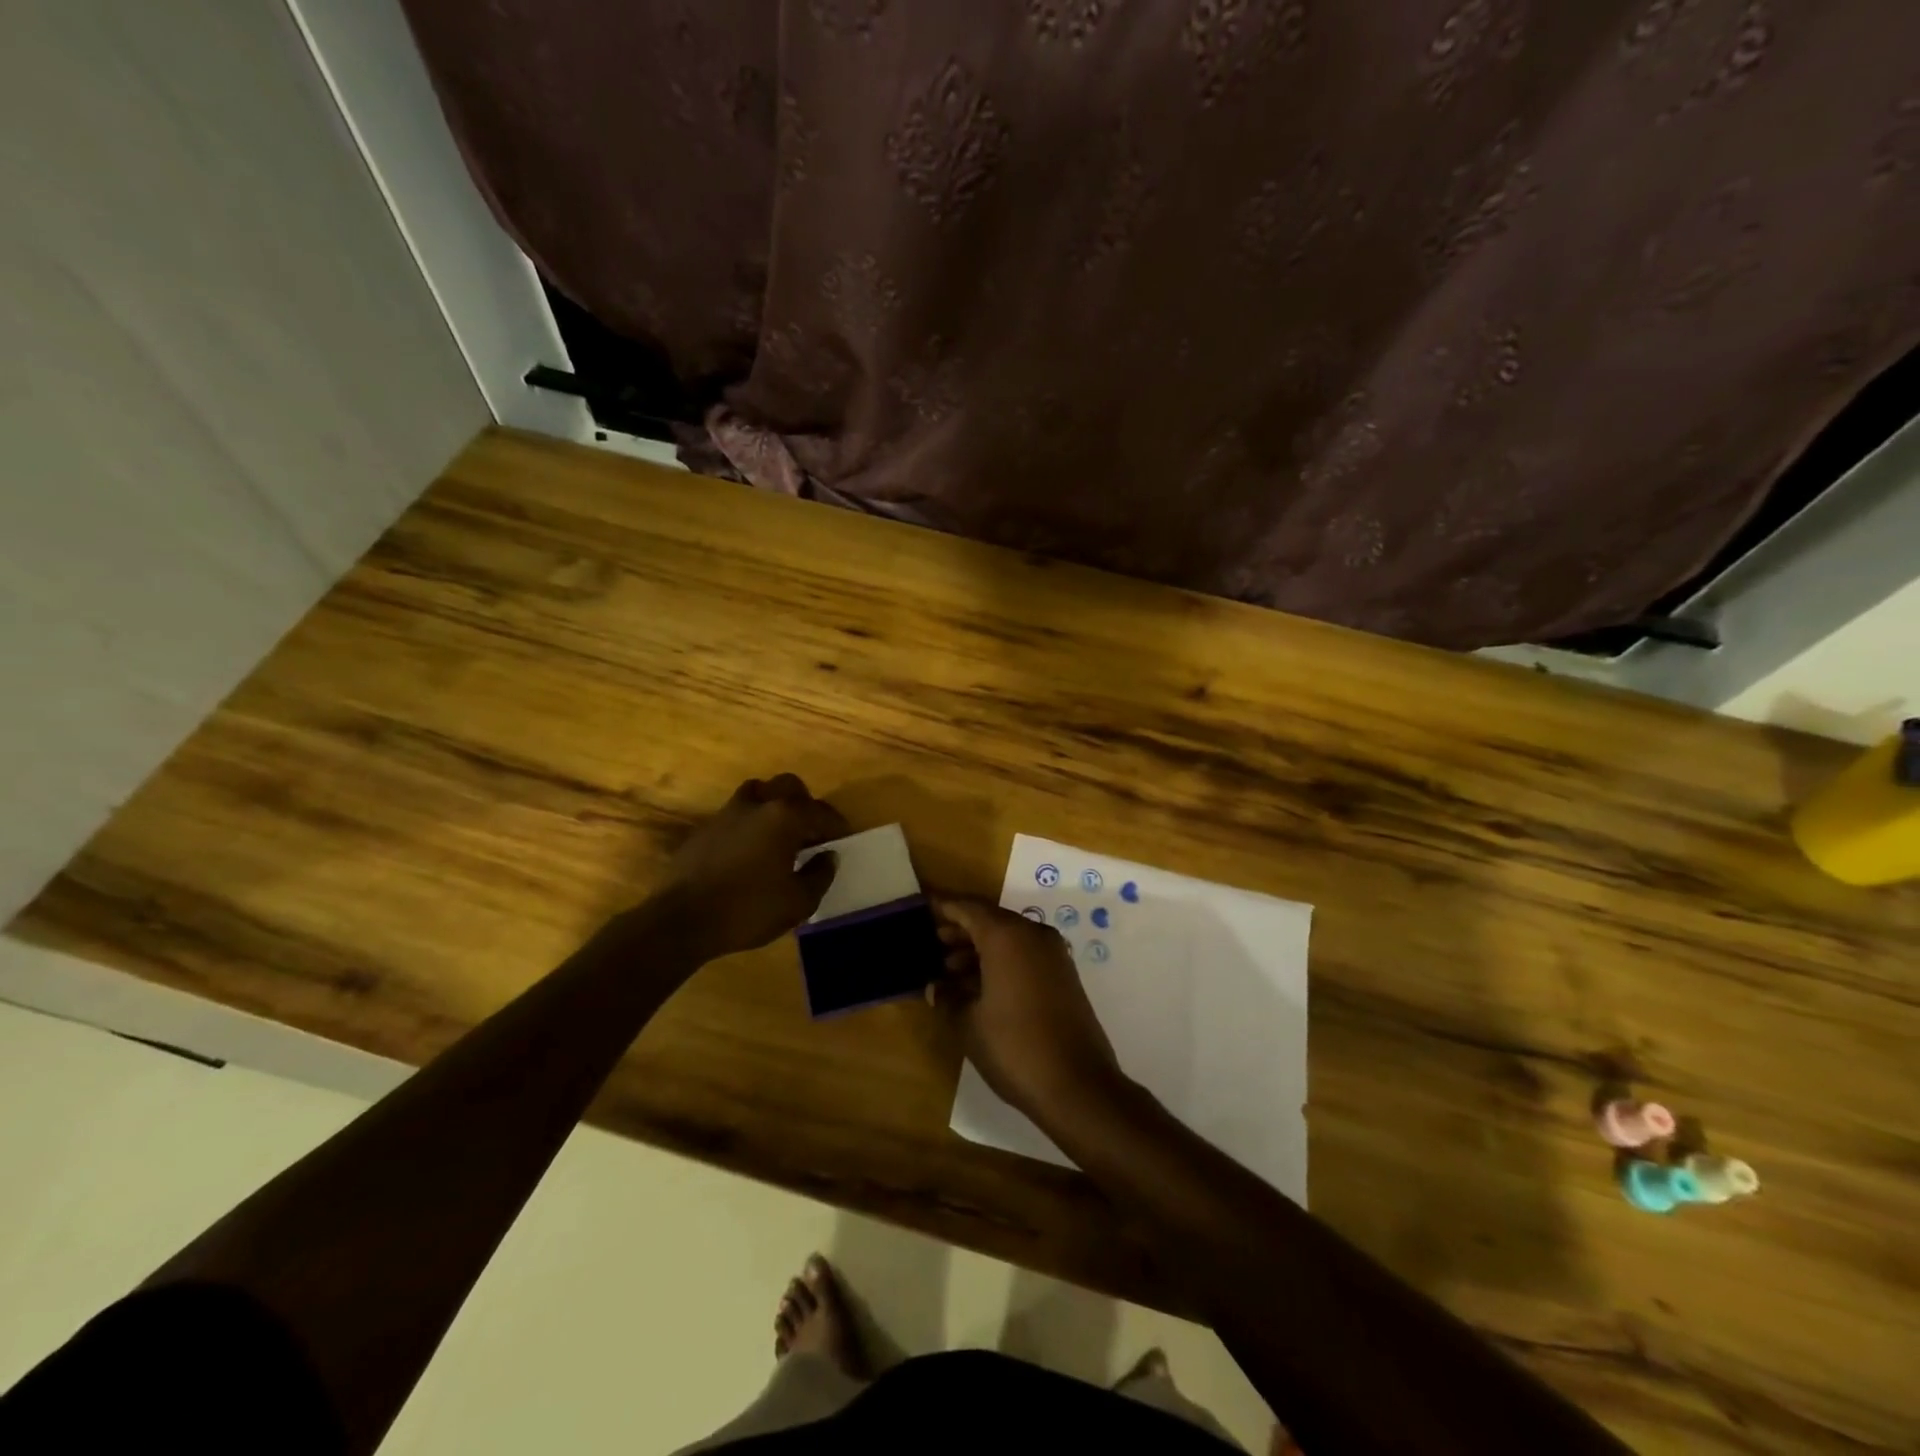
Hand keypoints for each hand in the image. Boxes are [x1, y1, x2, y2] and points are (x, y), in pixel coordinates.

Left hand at [649, 775, 849, 960]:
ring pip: (757, 794)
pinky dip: (749, 824)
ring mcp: (726, 814)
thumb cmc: (748, 909)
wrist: (682, 921)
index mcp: (784, 817)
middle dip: (804, 803)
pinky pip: (735, 815)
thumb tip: (828, 856)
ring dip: (773, 807)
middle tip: (811, 829)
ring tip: (779, 833)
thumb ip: (819, 875)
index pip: (820, 811)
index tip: (843, 838)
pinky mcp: (704, 830)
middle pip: (787, 786)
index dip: (836, 824)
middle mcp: (757, 805)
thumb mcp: (798, 902)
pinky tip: (750, 851)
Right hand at [930, 898, 1124, 1119]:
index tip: (923, 907)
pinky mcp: (1063, 975)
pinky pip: (1024, 955)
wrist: (1078, 1085)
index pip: (968, 908)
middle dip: (960, 930)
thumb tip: (937, 987)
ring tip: (949, 970)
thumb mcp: (968, 1024)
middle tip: (932, 942)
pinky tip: (978, 986)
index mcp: (1006, 936)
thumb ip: (948, 998)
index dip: (944, 907)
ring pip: (1008, 938)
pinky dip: (1000, 961)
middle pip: (990, 920)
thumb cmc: (1014, 1047)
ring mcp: (1053, 954)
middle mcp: (1032, 935)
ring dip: (979, 949)